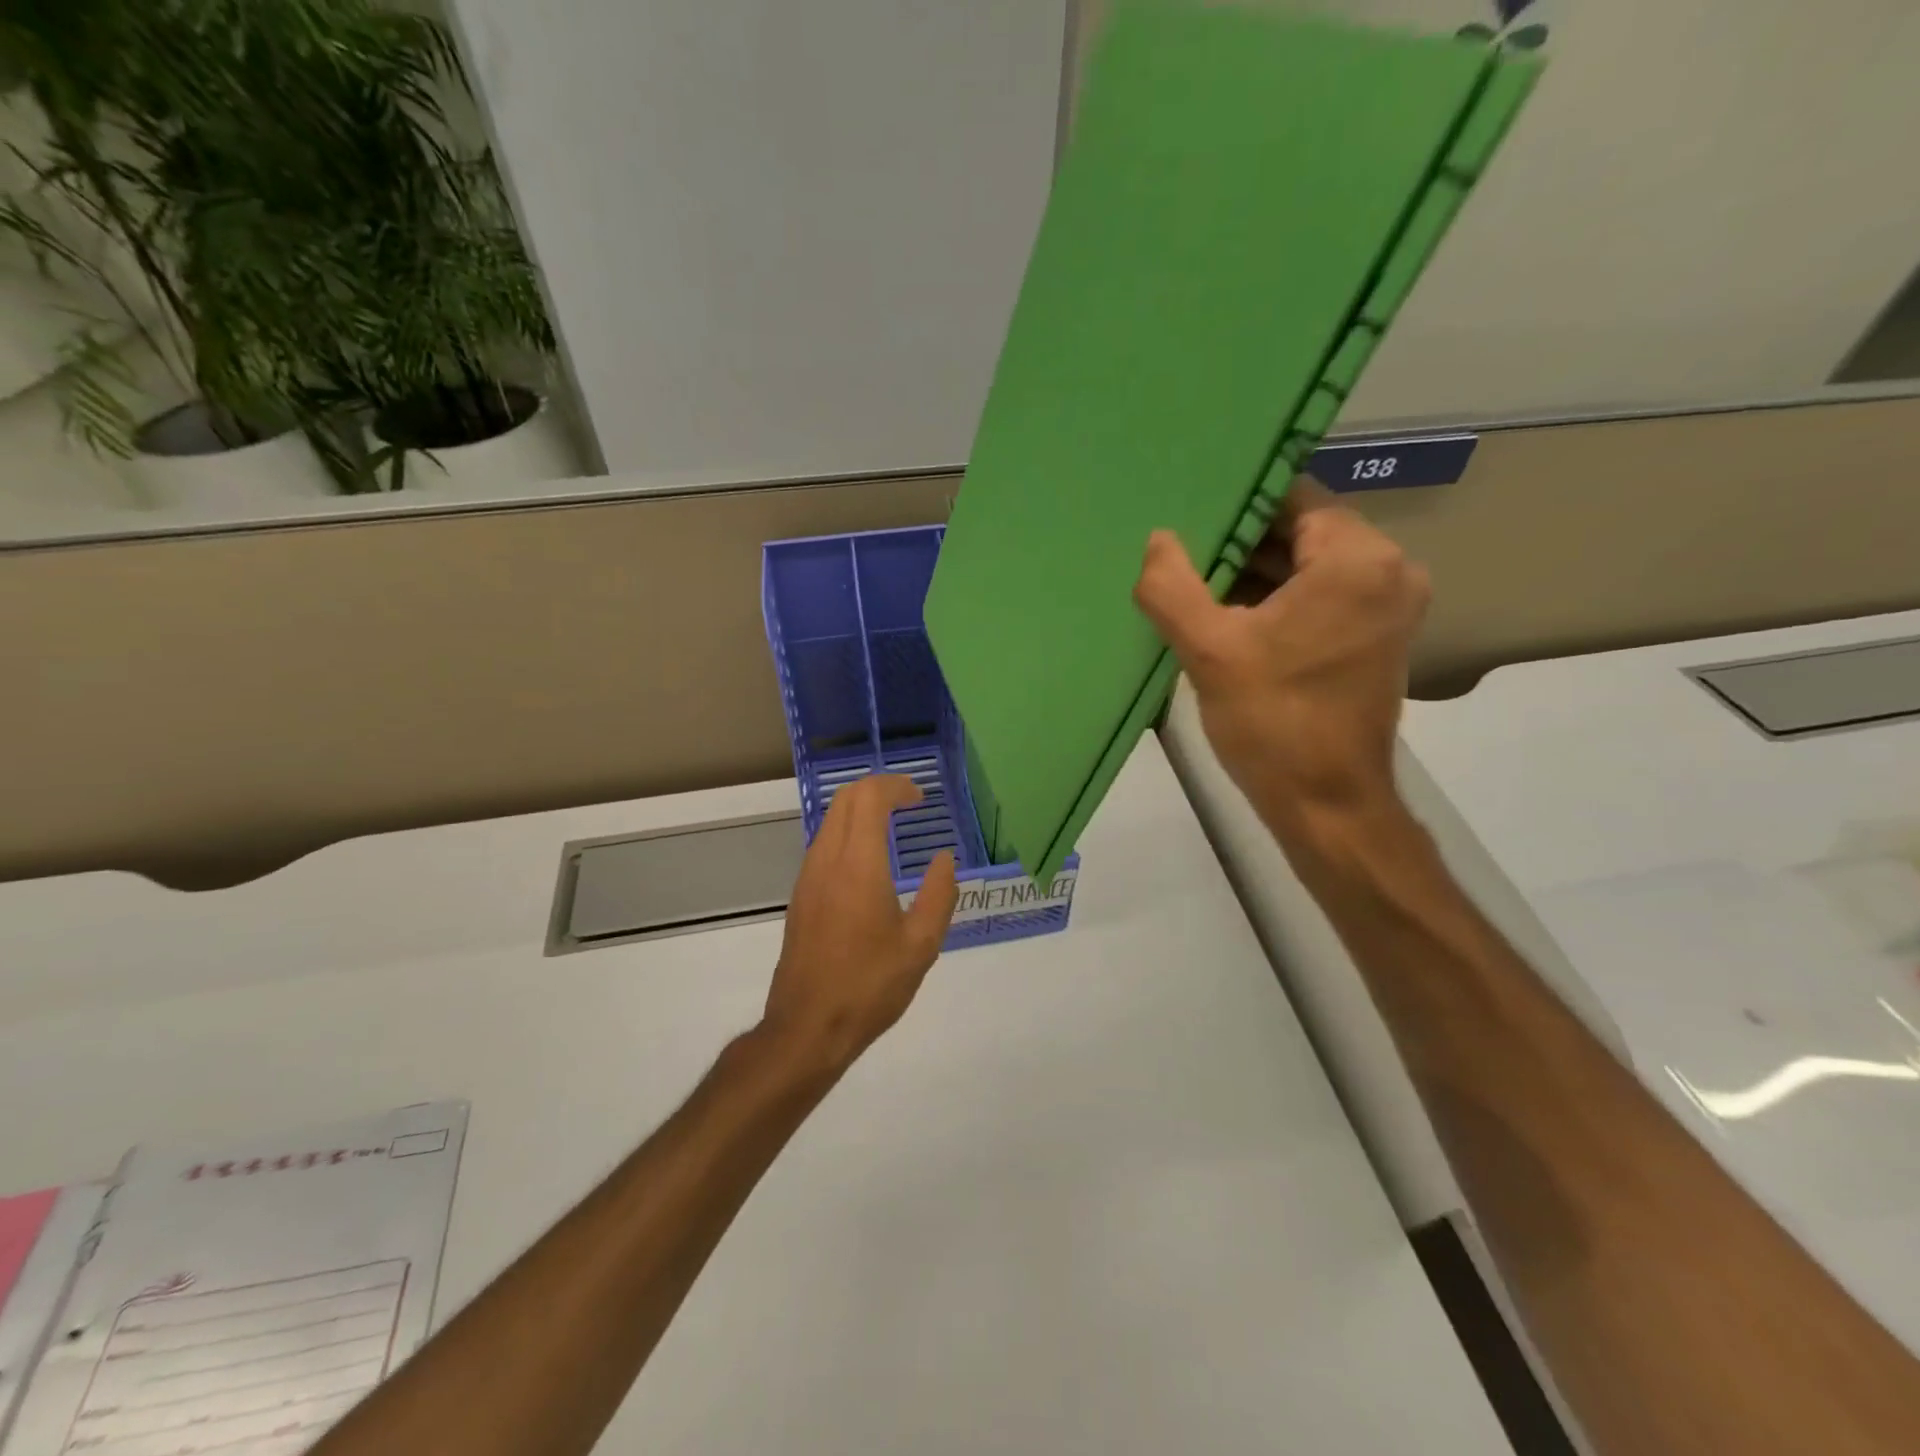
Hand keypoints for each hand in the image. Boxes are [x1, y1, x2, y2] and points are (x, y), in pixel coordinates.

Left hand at [761, 774, 959, 1073]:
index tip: (921, 798)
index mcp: (858, 865)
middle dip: (878, 789)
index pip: (869, 797)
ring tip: (892, 827)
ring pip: (831, 820)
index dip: (896, 786)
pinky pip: (823, 845)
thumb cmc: (870, 986)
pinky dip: (848, 833)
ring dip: (860, 810)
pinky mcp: (801, 896)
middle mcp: (827, 860)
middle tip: (909, 803)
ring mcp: (808, 878)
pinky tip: (869, 862)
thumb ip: (939, 895)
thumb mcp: (921, 945)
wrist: (807, 1027)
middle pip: (845, 799)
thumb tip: (945, 860)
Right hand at [1133, 481, 1429, 848]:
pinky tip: (1223, 612)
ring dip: (1254, 573)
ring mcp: (1386, 606)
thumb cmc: (1272, 722)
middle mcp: (1389, 570)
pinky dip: (1276, 599)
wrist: (1326, 804)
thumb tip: (1157, 540)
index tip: (1187, 511)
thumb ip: (1173, 587)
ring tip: (1192, 578)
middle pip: (1302, 530)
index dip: (1237, 502)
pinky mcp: (1374, 636)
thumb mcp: (1209, 651)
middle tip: (1180, 547)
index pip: (1293, 497)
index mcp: (1358, 560)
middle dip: (1240, 541)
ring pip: (1308, 565)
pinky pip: (1319, 596)